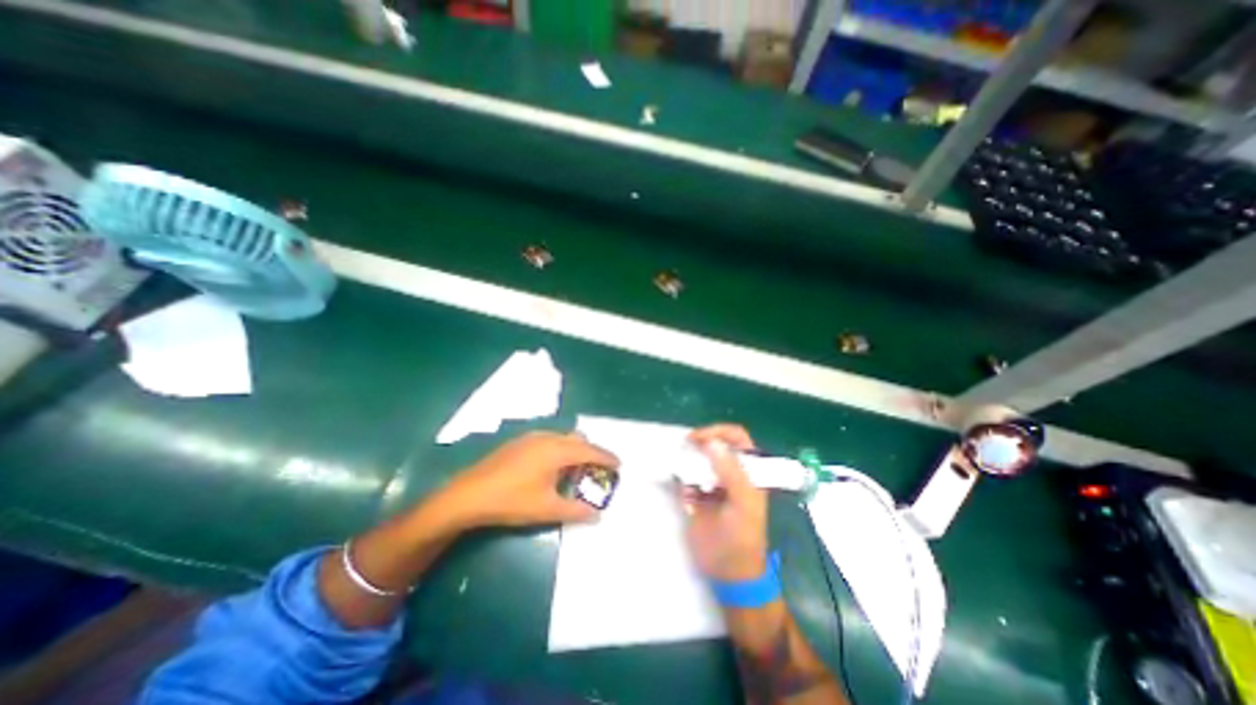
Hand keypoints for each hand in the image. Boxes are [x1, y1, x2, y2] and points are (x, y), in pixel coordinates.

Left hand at [438, 430, 619, 528]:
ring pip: (563, 438)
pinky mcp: (519, 442)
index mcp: (557, 450)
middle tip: (598, 470)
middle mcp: (548, 438)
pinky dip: (559, 449)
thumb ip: (576, 511)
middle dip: (591, 453)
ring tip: (575, 470)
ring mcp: (531, 437)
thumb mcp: (547, 509)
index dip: (606, 457)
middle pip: (578, 440)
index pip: (590, 451)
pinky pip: (550, 440)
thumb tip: (597, 515)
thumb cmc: (512, 500)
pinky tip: (551, 468)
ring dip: (574, 450)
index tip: (619, 464)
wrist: (468, 494)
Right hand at [683, 425, 770, 584]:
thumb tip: (712, 442)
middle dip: (700, 441)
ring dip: (688, 457)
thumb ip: (731, 472)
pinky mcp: (696, 496)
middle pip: (715, 444)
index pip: (736, 438)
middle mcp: (730, 472)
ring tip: (678, 461)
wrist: (729, 574)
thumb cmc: (742, 538)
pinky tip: (679, 483)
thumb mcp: (742, 503)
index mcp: (748, 471)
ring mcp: (712, 483)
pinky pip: (686, 477)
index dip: (719, 431)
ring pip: (699, 459)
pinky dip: (680, 475)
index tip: (699, 438)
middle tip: (685, 445)